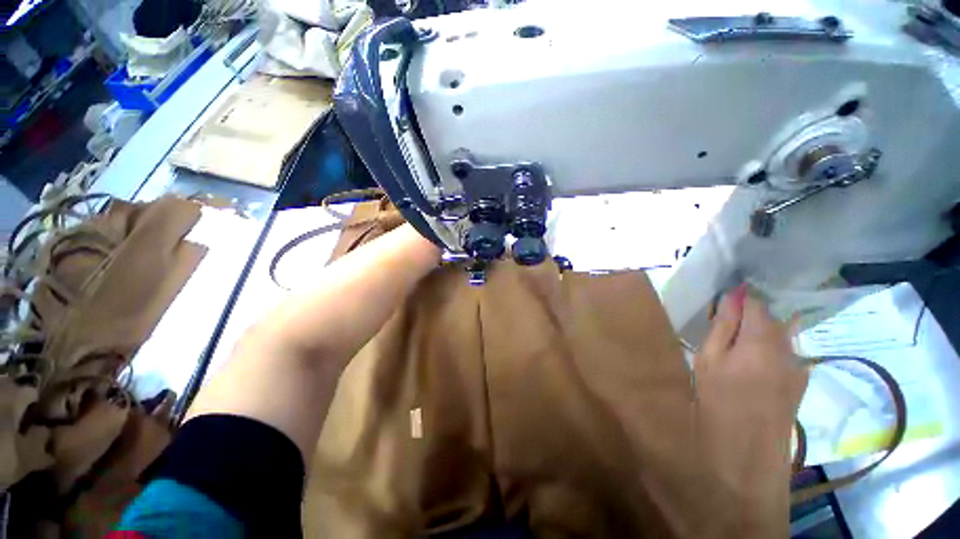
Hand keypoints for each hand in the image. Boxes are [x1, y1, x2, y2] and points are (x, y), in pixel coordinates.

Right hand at [692, 285, 808, 533]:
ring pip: (780, 334)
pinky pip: (785, 351)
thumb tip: (730, 297)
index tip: (720, 301)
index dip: (739, 298)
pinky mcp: (801, 379)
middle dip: (748, 315)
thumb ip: (722, 327)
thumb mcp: (708, 362)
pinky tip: (752, 364)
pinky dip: (768, 348)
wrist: (749, 455)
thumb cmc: (717, 403)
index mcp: (762, 341)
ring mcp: (799, 364)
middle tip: (721, 325)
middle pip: (771, 317)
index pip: (756, 303)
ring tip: (735, 344)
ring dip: (759, 332)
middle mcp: (788, 348)